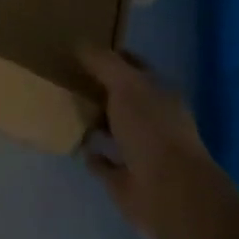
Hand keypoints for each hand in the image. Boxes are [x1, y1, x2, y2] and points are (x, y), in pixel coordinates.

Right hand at [79, 45, 213, 237]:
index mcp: (160, 95)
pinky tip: (78, 147)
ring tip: (69, 110)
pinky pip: (106, 164)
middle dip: (103, 90)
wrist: (169, 194)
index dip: (114, 58)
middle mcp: (154, 122)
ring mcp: (143, 154)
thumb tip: (80, 44)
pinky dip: (94, 157)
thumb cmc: (151, 129)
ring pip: (116, 132)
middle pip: (125, 100)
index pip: (136, 68)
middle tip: (71, 79)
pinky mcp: (128, 183)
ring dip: (98, 123)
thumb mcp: (125, 84)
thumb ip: (103, 63)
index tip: (86, 51)